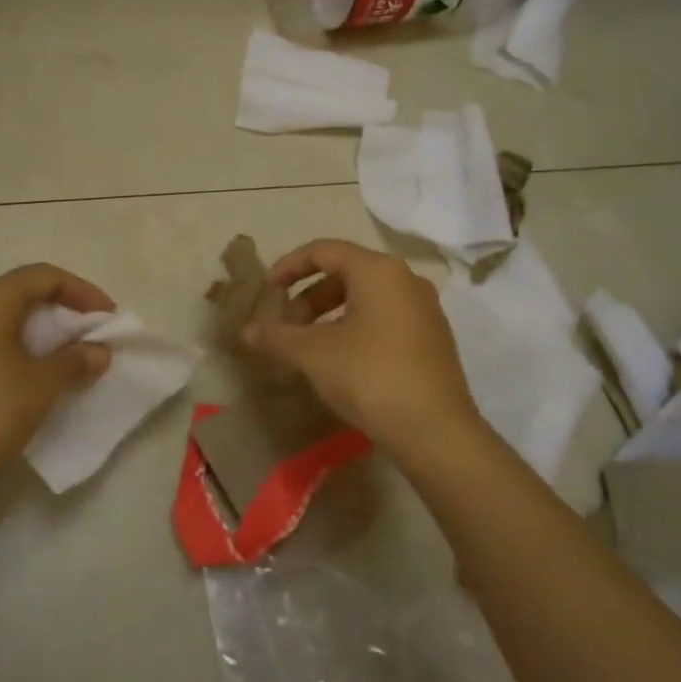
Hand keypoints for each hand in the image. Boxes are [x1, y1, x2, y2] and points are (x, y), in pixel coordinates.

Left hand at [0, 264, 115, 488]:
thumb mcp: (42, 387)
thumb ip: (75, 361)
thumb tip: (98, 351)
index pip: (44, 276)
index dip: (82, 291)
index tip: (108, 317)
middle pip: (20, 290)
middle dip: (60, 308)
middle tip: (89, 333)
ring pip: (0, 314)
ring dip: (36, 328)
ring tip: (64, 352)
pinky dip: (13, 342)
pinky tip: (27, 369)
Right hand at [243, 239, 481, 458]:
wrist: (435, 431)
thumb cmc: (370, 376)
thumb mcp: (313, 354)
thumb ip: (276, 337)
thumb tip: (245, 331)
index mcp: (378, 271)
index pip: (324, 251)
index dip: (289, 266)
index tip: (267, 289)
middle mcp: (406, 280)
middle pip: (347, 273)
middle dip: (309, 296)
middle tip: (287, 326)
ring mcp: (425, 309)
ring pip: (366, 297)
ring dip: (331, 314)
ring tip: (310, 346)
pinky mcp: (433, 338)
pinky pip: (385, 318)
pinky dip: (355, 327)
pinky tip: (342, 361)